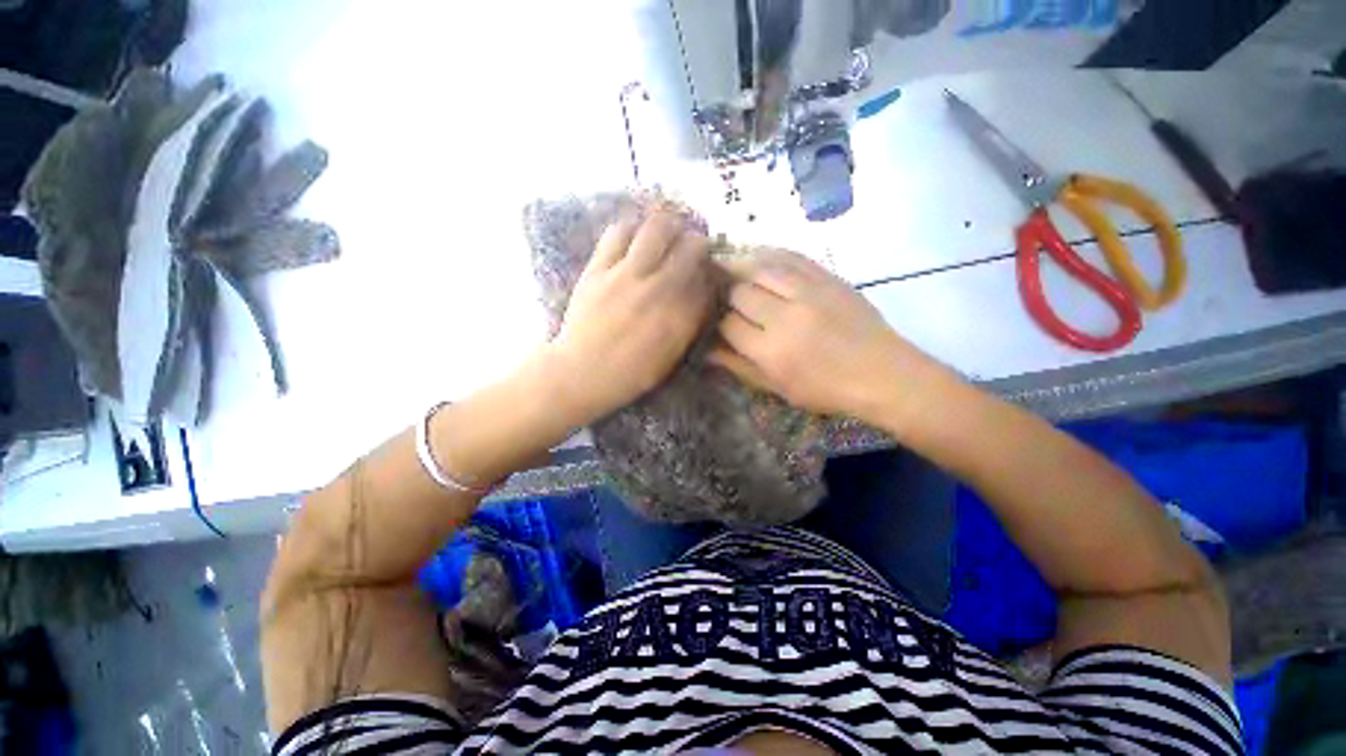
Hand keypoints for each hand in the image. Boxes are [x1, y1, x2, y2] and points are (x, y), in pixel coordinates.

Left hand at [548, 210, 713, 421]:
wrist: (582, 372)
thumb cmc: (631, 372)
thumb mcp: (671, 356)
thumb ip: (689, 323)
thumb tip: (700, 293)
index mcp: (681, 317)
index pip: (707, 278)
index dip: (709, 269)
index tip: (705, 270)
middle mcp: (659, 290)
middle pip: (690, 248)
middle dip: (697, 242)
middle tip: (690, 245)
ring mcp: (627, 276)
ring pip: (656, 229)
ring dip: (668, 225)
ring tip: (665, 232)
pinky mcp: (599, 269)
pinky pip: (618, 233)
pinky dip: (632, 228)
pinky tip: (634, 235)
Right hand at [710, 249, 952, 422]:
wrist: (882, 373)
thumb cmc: (826, 390)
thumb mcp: (777, 388)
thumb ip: (739, 367)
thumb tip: (707, 351)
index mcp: (771, 351)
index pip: (728, 325)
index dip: (717, 322)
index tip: (717, 322)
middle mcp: (785, 317)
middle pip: (739, 292)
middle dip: (727, 295)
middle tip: (723, 297)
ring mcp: (808, 292)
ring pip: (760, 268)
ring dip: (741, 269)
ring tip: (732, 271)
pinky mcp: (827, 277)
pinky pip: (791, 256)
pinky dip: (769, 254)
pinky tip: (758, 257)